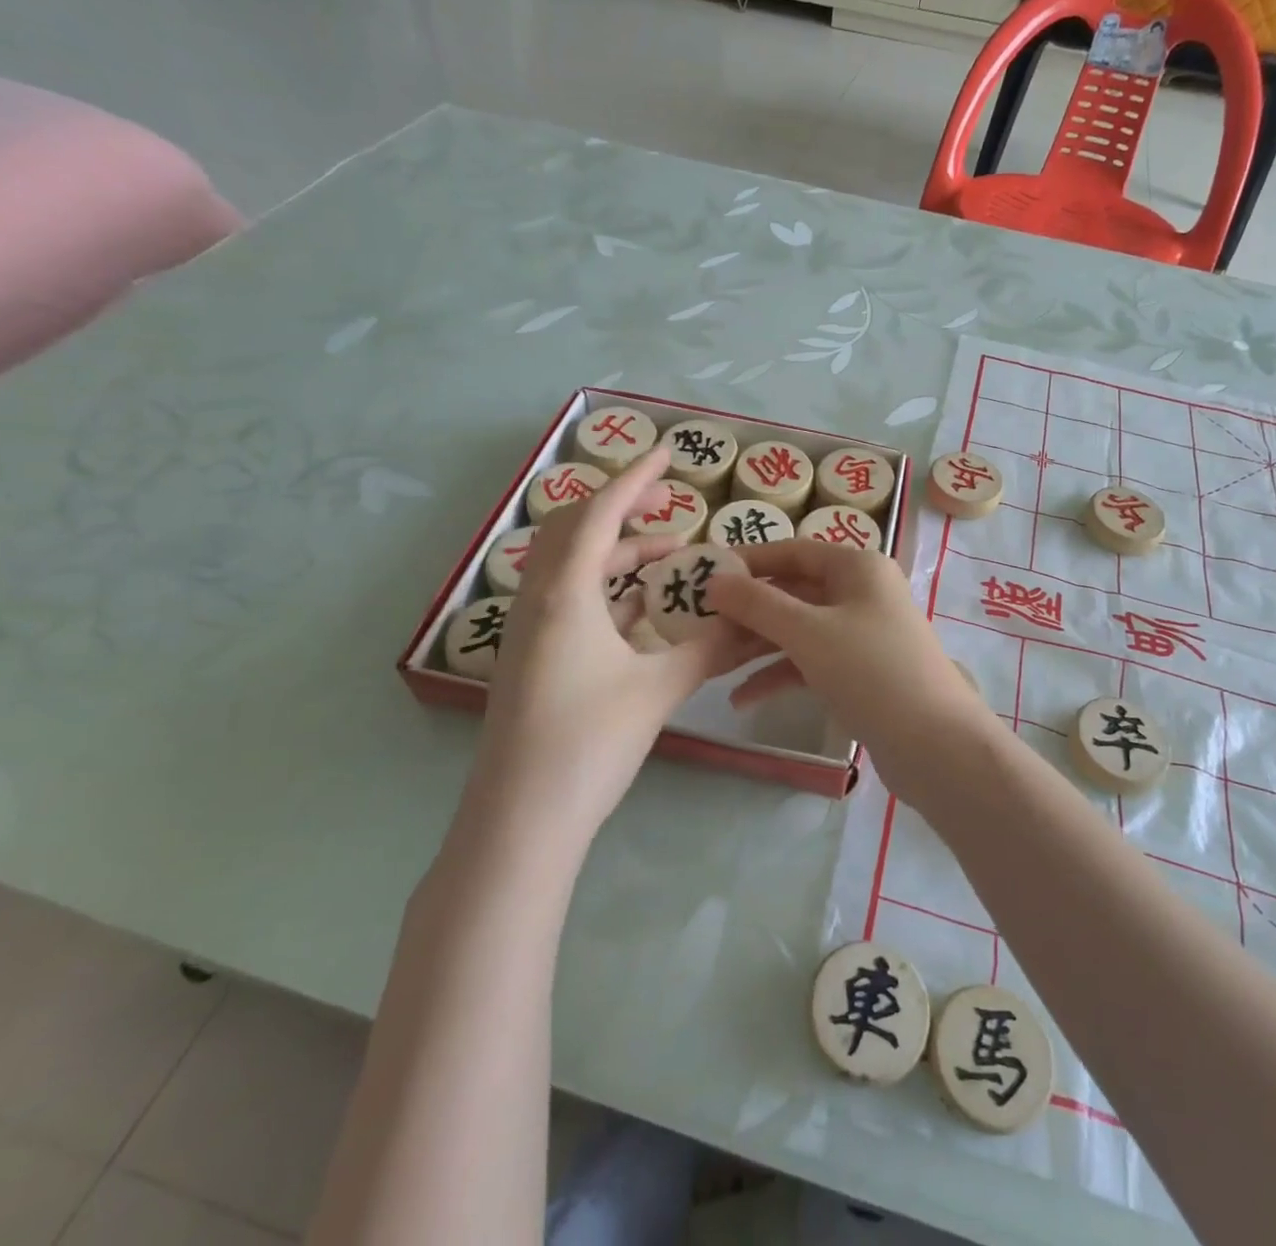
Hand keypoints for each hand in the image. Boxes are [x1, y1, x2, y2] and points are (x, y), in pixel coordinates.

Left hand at [464, 449, 769, 848]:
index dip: (635, 479)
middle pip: (577, 531)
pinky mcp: (534, 660)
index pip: (600, 514)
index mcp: (564, 594)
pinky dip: (607, 591)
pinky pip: (571, 603)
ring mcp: (530, 632)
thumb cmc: (587, 744)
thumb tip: (756, 621)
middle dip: (622, 509)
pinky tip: (641, 607)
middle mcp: (539, 601)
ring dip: (617, 553)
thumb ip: (709, 648)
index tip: (666, 453)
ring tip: (668, 556)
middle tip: (668, 504)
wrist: (520, 821)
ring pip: (573, 569)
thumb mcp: (657, 688)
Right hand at [708, 540, 999, 797]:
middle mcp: (860, 593)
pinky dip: (778, 675)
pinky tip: (741, 698)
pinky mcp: (859, 672)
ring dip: (756, 646)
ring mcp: (861, 634)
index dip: (748, 561)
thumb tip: (714, 581)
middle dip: (747, 611)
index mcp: (857, 567)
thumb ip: (757, 604)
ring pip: (798, 630)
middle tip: (699, 626)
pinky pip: (810, 662)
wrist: (935, 744)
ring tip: (711, 664)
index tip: (704, 576)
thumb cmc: (871, 671)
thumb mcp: (808, 632)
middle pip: (792, 592)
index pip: (792, 551)